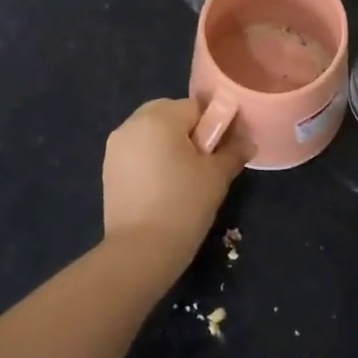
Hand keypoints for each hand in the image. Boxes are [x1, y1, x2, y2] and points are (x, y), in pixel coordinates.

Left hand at [102, 98, 248, 269]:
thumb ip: (233, 152)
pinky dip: (151, 158)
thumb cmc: (183, 205)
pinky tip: (163, 186)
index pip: (196, 107)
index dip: (214, 125)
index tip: (221, 149)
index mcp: (160, 117)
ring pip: (151, 131)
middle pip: (170, 113)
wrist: (140, 251)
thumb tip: (248, 142)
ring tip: (183, 176)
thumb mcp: (217, 176)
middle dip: (188, 130)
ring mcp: (116, 146)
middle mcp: (133, 123)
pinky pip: (137, 150)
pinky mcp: (109, 168)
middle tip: (202, 162)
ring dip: (168, 143)